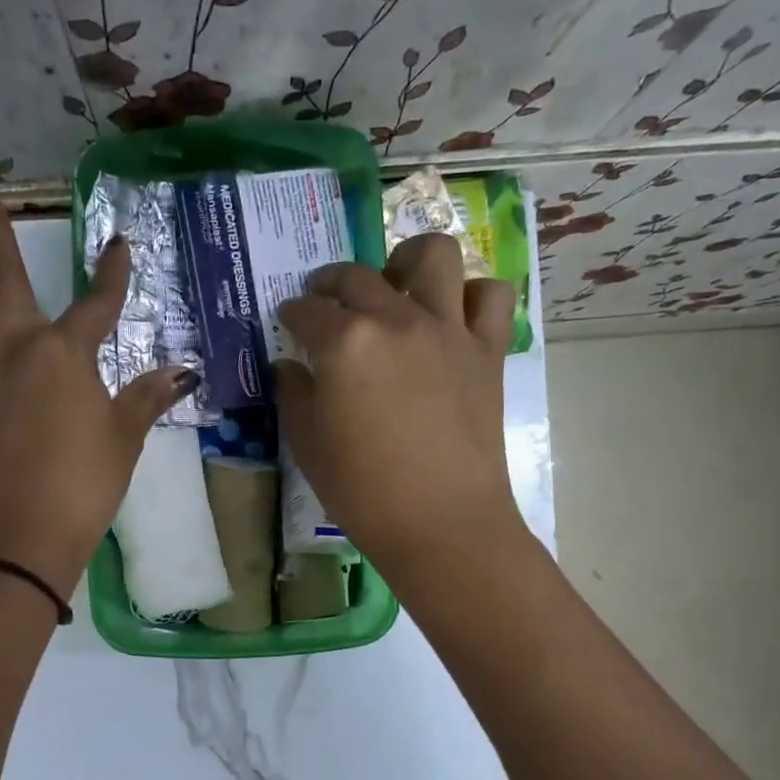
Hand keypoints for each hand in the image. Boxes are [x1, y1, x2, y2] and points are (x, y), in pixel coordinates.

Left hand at [0, 185, 197, 600]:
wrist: (20, 535)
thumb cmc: (83, 486)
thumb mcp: (124, 440)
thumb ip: (146, 399)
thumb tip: (182, 372)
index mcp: (64, 354)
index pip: (97, 304)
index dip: (111, 272)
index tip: (118, 243)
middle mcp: (12, 349)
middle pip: (3, 278)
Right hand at [273, 233, 521, 583]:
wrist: (441, 523)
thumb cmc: (362, 491)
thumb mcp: (307, 444)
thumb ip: (294, 395)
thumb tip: (292, 366)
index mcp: (345, 342)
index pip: (307, 311)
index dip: (292, 313)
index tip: (289, 320)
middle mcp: (396, 320)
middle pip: (358, 277)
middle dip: (331, 283)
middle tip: (324, 300)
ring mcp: (448, 329)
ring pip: (434, 256)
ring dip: (408, 261)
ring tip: (396, 283)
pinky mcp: (487, 350)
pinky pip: (490, 297)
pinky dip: (471, 295)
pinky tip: (451, 316)